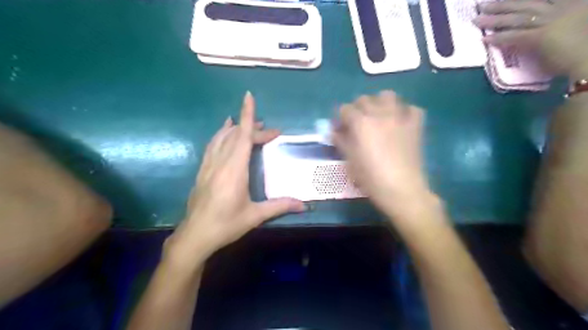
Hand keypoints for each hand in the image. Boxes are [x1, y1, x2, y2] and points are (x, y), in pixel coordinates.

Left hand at [163, 92, 302, 265]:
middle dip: (253, 128)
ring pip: (221, 138)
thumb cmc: (226, 225)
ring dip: (235, 128)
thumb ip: (280, 206)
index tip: (249, 97)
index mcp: (234, 170)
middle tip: (271, 132)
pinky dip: (220, 135)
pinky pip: (212, 145)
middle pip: (236, 136)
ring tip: (247, 123)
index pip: (242, 136)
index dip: (247, 115)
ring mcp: (209, 165)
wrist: (195, 236)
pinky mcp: (202, 171)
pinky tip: (223, 133)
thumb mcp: (255, 216)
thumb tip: (304, 205)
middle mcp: (220, 162)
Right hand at [333, 91, 430, 217]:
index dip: (340, 118)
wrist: (401, 189)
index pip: (345, 109)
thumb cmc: (371, 178)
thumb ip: (341, 142)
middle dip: (357, 109)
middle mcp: (379, 114)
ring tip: (378, 117)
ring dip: (379, 103)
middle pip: (364, 99)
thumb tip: (335, 132)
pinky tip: (400, 122)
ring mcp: (399, 117)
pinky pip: (411, 108)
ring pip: (388, 96)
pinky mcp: (415, 125)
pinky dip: (404, 112)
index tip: (340, 129)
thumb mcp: (349, 161)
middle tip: (357, 124)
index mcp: (361, 123)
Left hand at [471, 0, 587, 76]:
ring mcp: (553, 21)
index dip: (517, 0)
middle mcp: (562, 8)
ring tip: (476, 19)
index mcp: (572, 4)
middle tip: (482, 5)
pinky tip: (484, 39)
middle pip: (525, 3)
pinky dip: (499, 38)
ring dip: (494, 18)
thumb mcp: (568, 29)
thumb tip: (530, 29)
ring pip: (517, 18)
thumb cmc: (582, 50)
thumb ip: (552, 25)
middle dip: (501, 4)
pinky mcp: (543, 37)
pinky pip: (516, 36)